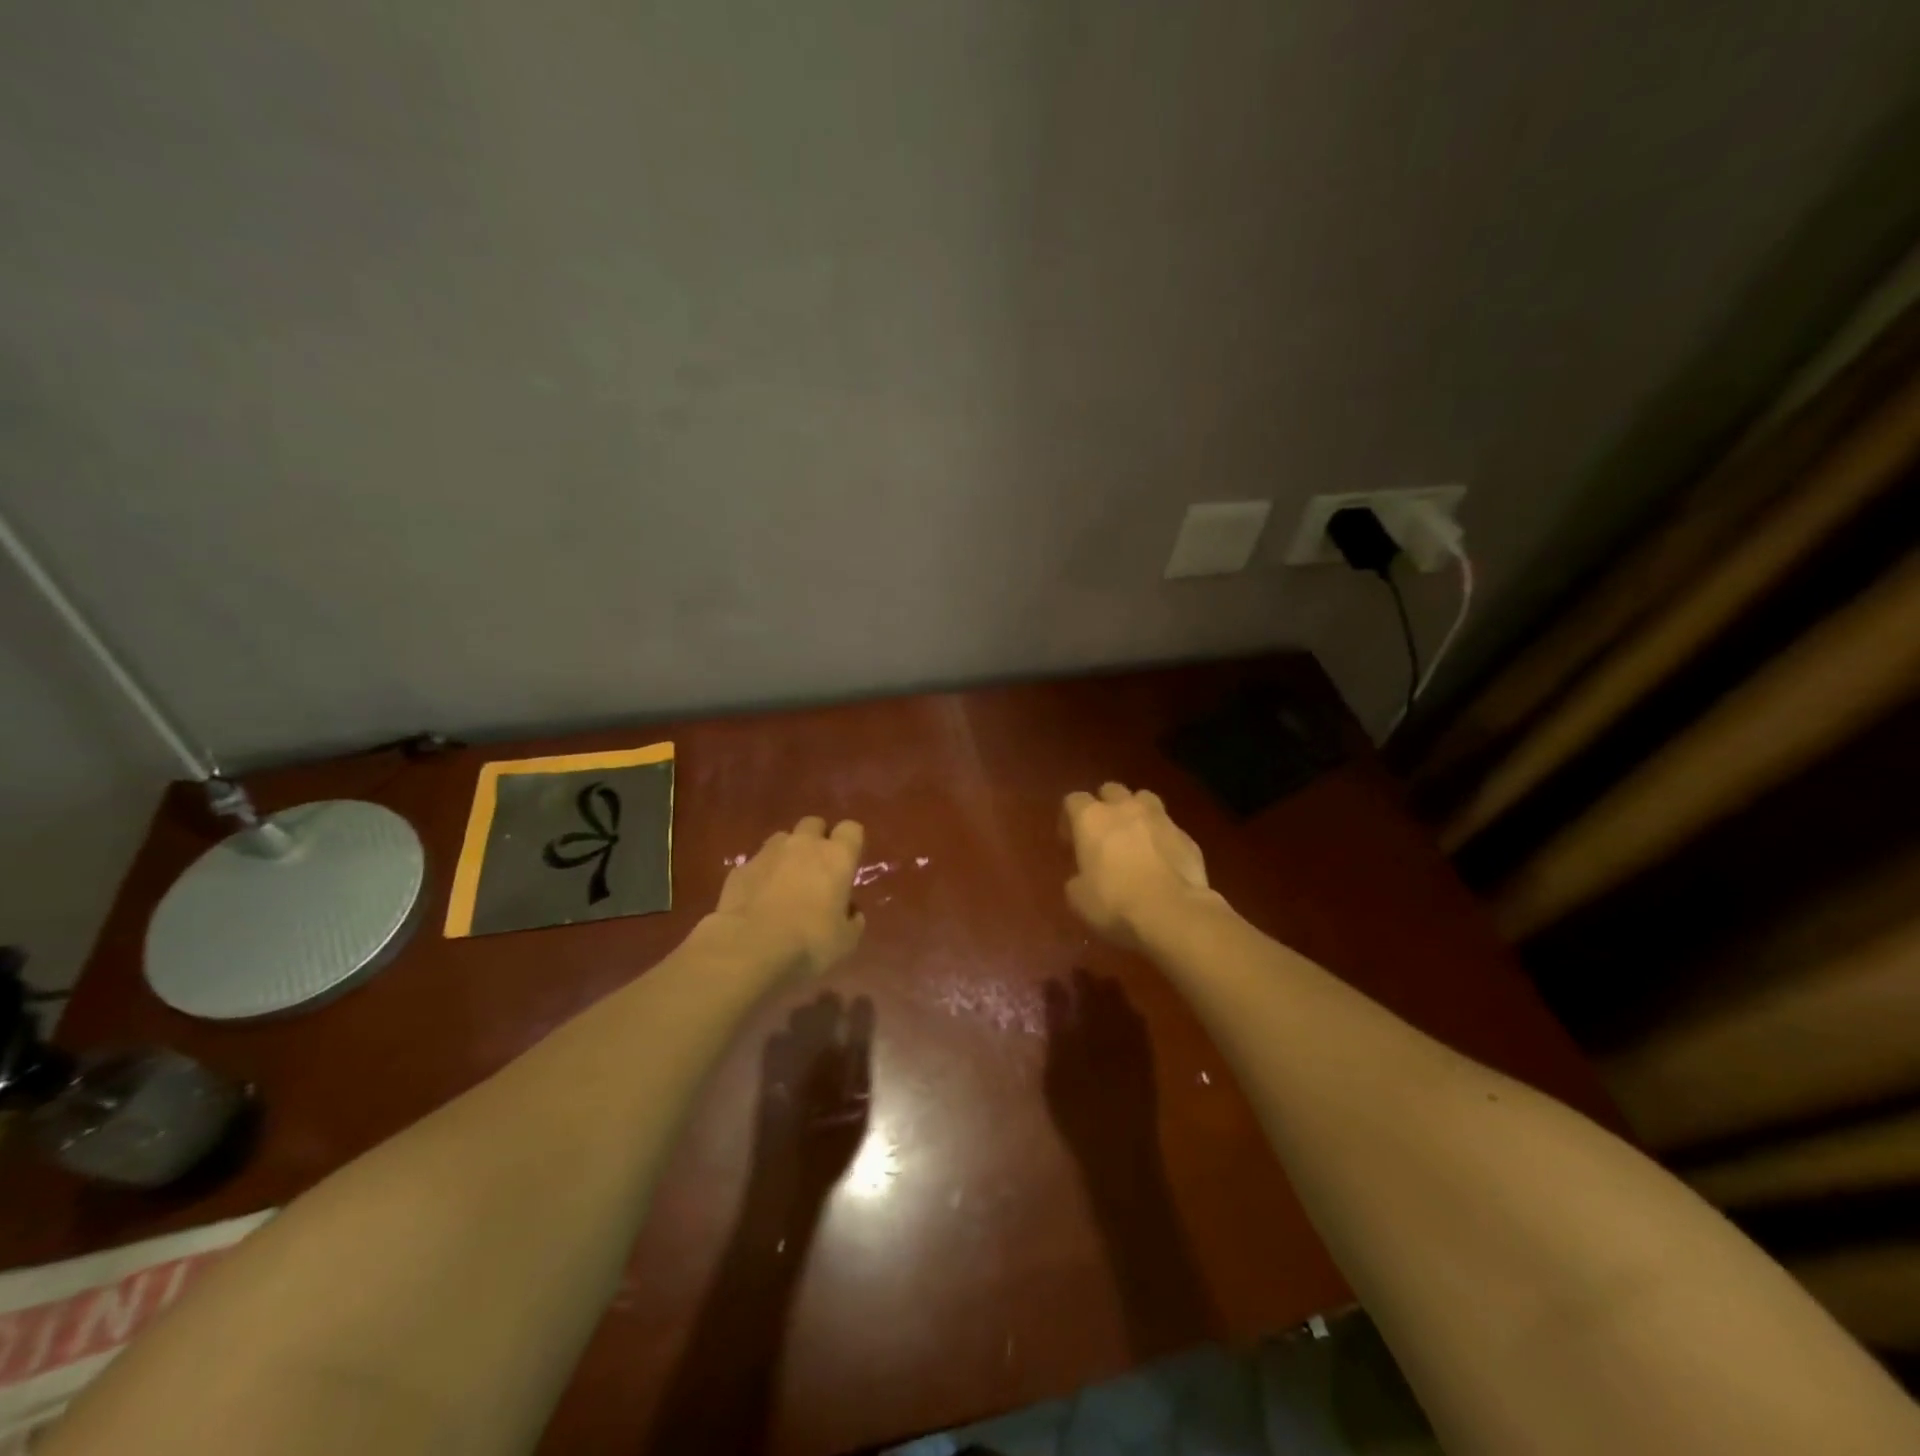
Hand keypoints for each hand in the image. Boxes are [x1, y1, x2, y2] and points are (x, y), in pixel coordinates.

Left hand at [711, 817, 865, 977]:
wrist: (749, 949)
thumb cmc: (809, 943)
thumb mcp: (846, 941)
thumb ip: (852, 920)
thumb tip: (850, 911)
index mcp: (836, 857)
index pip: (851, 829)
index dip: (851, 843)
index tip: (849, 863)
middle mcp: (803, 845)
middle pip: (814, 824)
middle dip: (817, 840)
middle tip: (817, 870)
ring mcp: (768, 853)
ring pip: (782, 839)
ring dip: (787, 854)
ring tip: (786, 882)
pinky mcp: (739, 869)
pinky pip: (756, 863)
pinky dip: (761, 875)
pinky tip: (758, 900)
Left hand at [751, 993, 873, 1208]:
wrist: (787, 1183)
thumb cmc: (829, 1154)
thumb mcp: (856, 1118)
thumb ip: (858, 1079)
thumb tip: (857, 1047)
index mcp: (843, 1076)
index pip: (855, 1036)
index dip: (859, 1017)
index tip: (861, 999)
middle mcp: (816, 1067)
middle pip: (822, 1028)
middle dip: (826, 1008)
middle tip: (829, 994)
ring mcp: (789, 1073)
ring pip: (796, 1034)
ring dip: (802, 1018)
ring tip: (805, 1008)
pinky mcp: (767, 1084)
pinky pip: (771, 1052)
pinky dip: (776, 1040)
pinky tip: (778, 1035)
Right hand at [1043, 969, 1158, 1181]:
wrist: (1120, 1153)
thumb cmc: (1078, 1113)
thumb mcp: (1056, 1070)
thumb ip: (1056, 1026)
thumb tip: (1053, 987)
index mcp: (1093, 1030)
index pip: (1085, 996)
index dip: (1077, 982)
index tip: (1067, 971)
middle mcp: (1118, 1034)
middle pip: (1109, 1001)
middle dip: (1098, 985)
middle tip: (1086, 975)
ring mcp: (1136, 1051)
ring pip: (1128, 1013)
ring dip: (1117, 998)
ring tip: (1108, 987)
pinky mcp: (1148, 1069)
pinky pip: (1143, 1032)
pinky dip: (1134, 1018)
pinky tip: (1133, 1017)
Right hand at [1060, 783, 1216, 946]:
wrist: (1172, 912)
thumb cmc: (1114, 902)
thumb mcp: (1078, 898)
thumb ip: (1077, 879)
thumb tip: (1083, 877)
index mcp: (1091, 818)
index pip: (1074, 800)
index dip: (1069, 818)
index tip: (1070, 840)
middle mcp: (1124, 808)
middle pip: (1111, 790)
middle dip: (1105, 805)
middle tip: (1103, 833)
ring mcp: (1159, 818)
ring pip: (1144, 799)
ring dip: (1136, 812)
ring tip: (1135, 836)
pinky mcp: (1186, 836)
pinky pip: (1169, 828)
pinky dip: (1162, 838)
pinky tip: (1162, 860)